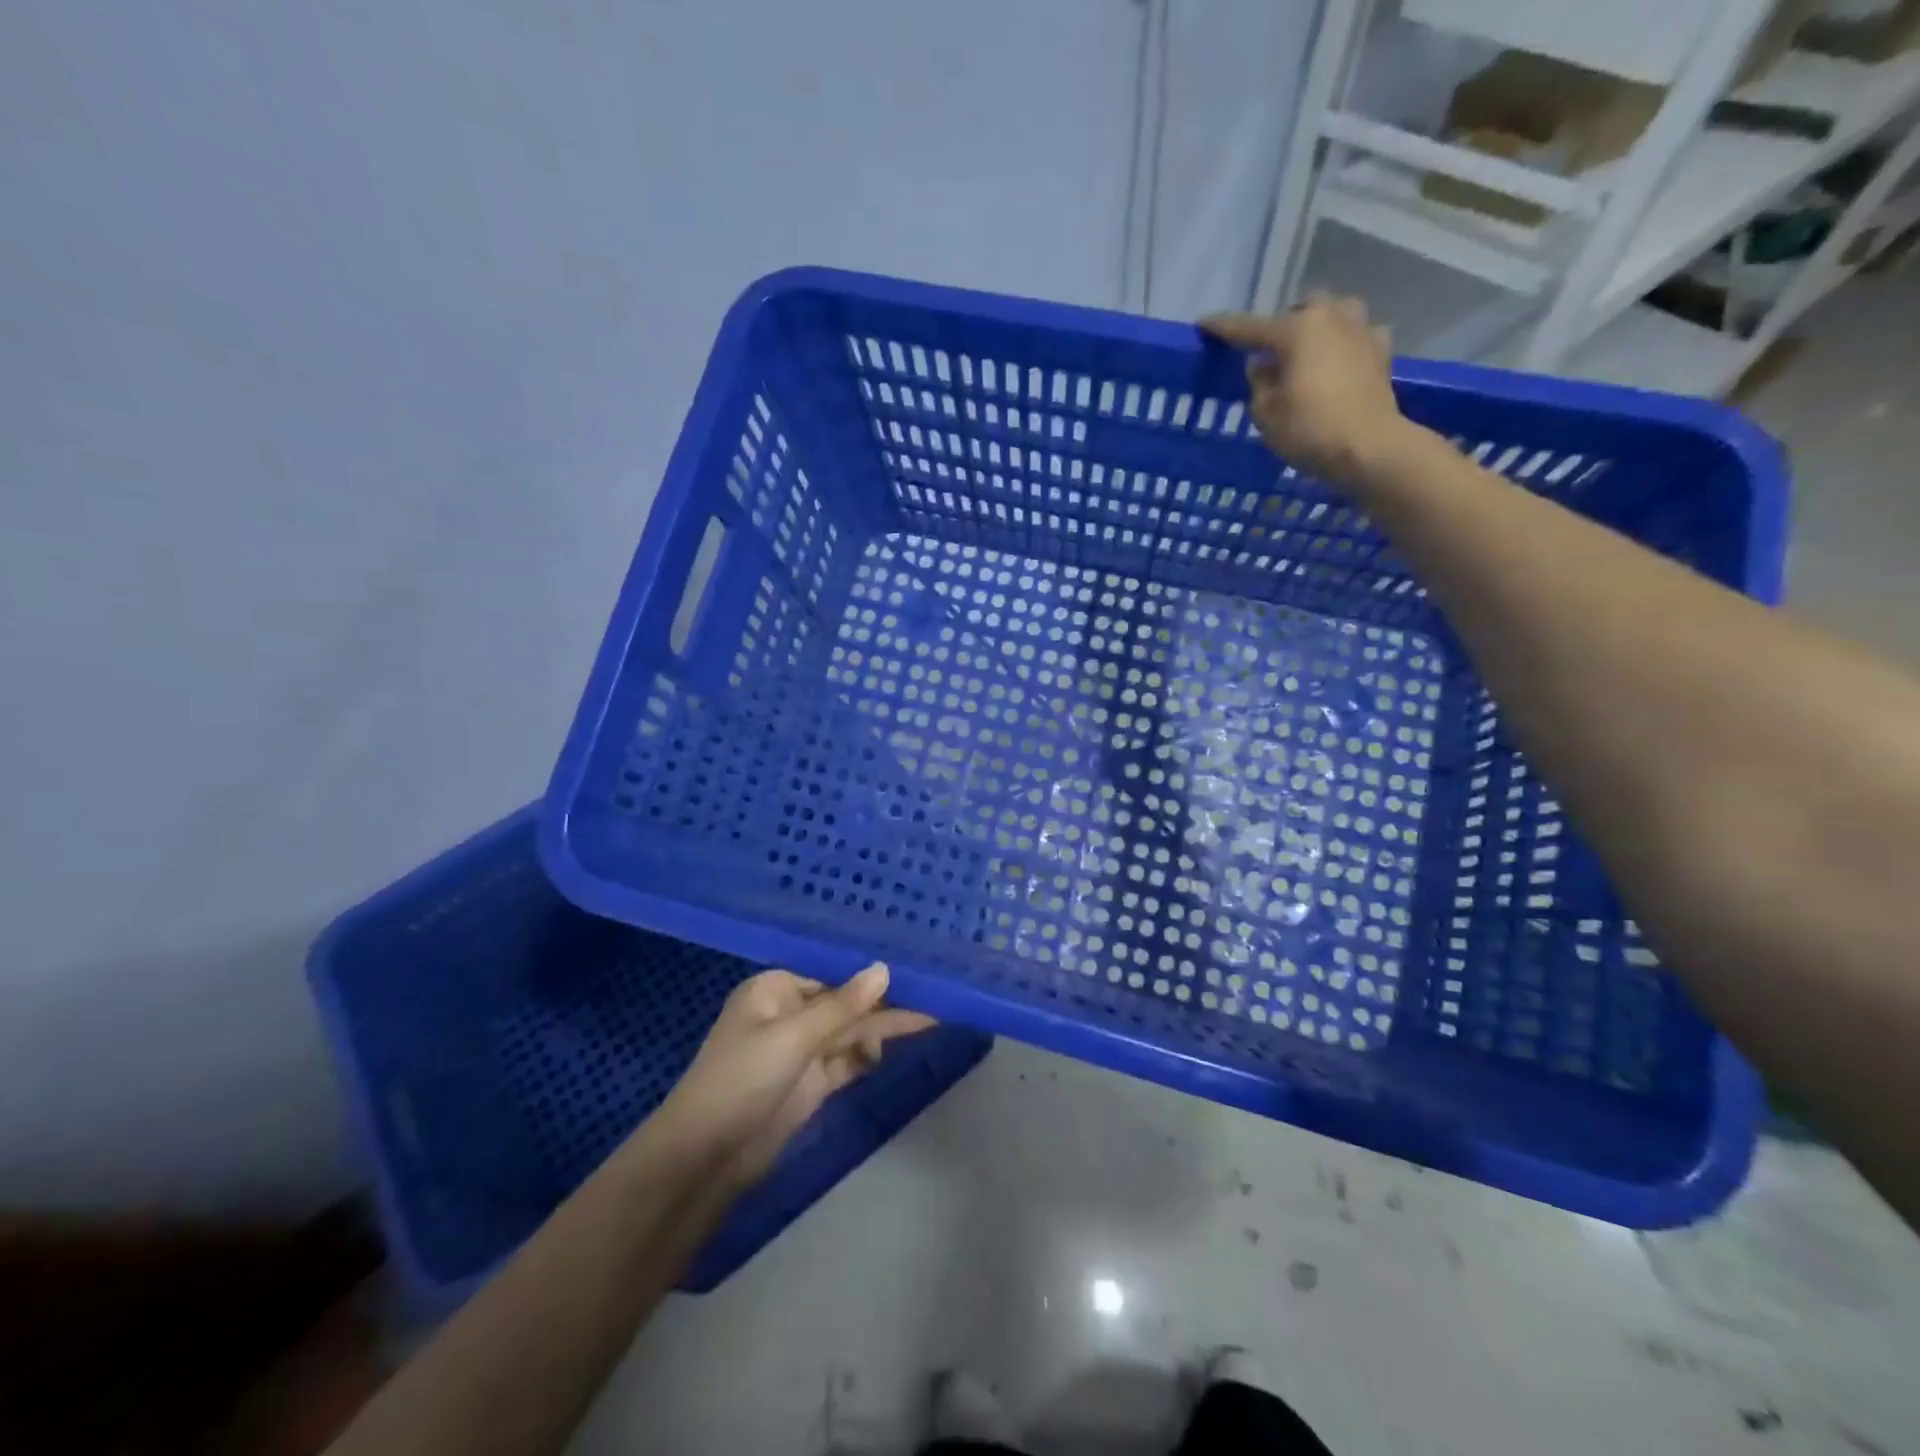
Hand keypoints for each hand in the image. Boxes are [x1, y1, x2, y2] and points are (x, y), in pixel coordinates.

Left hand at [648, 963, 934, 1189]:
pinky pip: (846, 1061)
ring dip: (882, 1028)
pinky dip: (868, 1055)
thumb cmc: (741, 1079)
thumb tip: (884, 968)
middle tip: (933, 995)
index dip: (870, 972)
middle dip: (884, 1002)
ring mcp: (799, 1051)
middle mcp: (788, 1014)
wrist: (705, 1159)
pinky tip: (894, 1049)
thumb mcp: (794, 1036)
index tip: (911, 967)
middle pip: (845, 1003)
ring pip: (849, 1032)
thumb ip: (844, 1005)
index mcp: (775, 989)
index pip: (832, 973)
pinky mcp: (809, 1084)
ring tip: (929, 1019)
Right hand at [1200, 293, 1408, 490]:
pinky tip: (1339, 361)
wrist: (1368, 448)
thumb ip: (1259, 383)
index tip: (1204, 324)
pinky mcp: (1381, 352)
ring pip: (1336, 313)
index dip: (1224, 327)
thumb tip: (1262, 365)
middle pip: (1301, 310)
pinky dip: (1345, 344)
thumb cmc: (1309, 430)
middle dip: (1284, 324)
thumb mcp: (1266, 413)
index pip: (1250, 327)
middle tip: (1270, 350)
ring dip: (1319, 326)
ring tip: (1307, 351)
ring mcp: (1362, 330)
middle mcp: (1332, 317)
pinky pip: (1358, 335)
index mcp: (1298, 329)